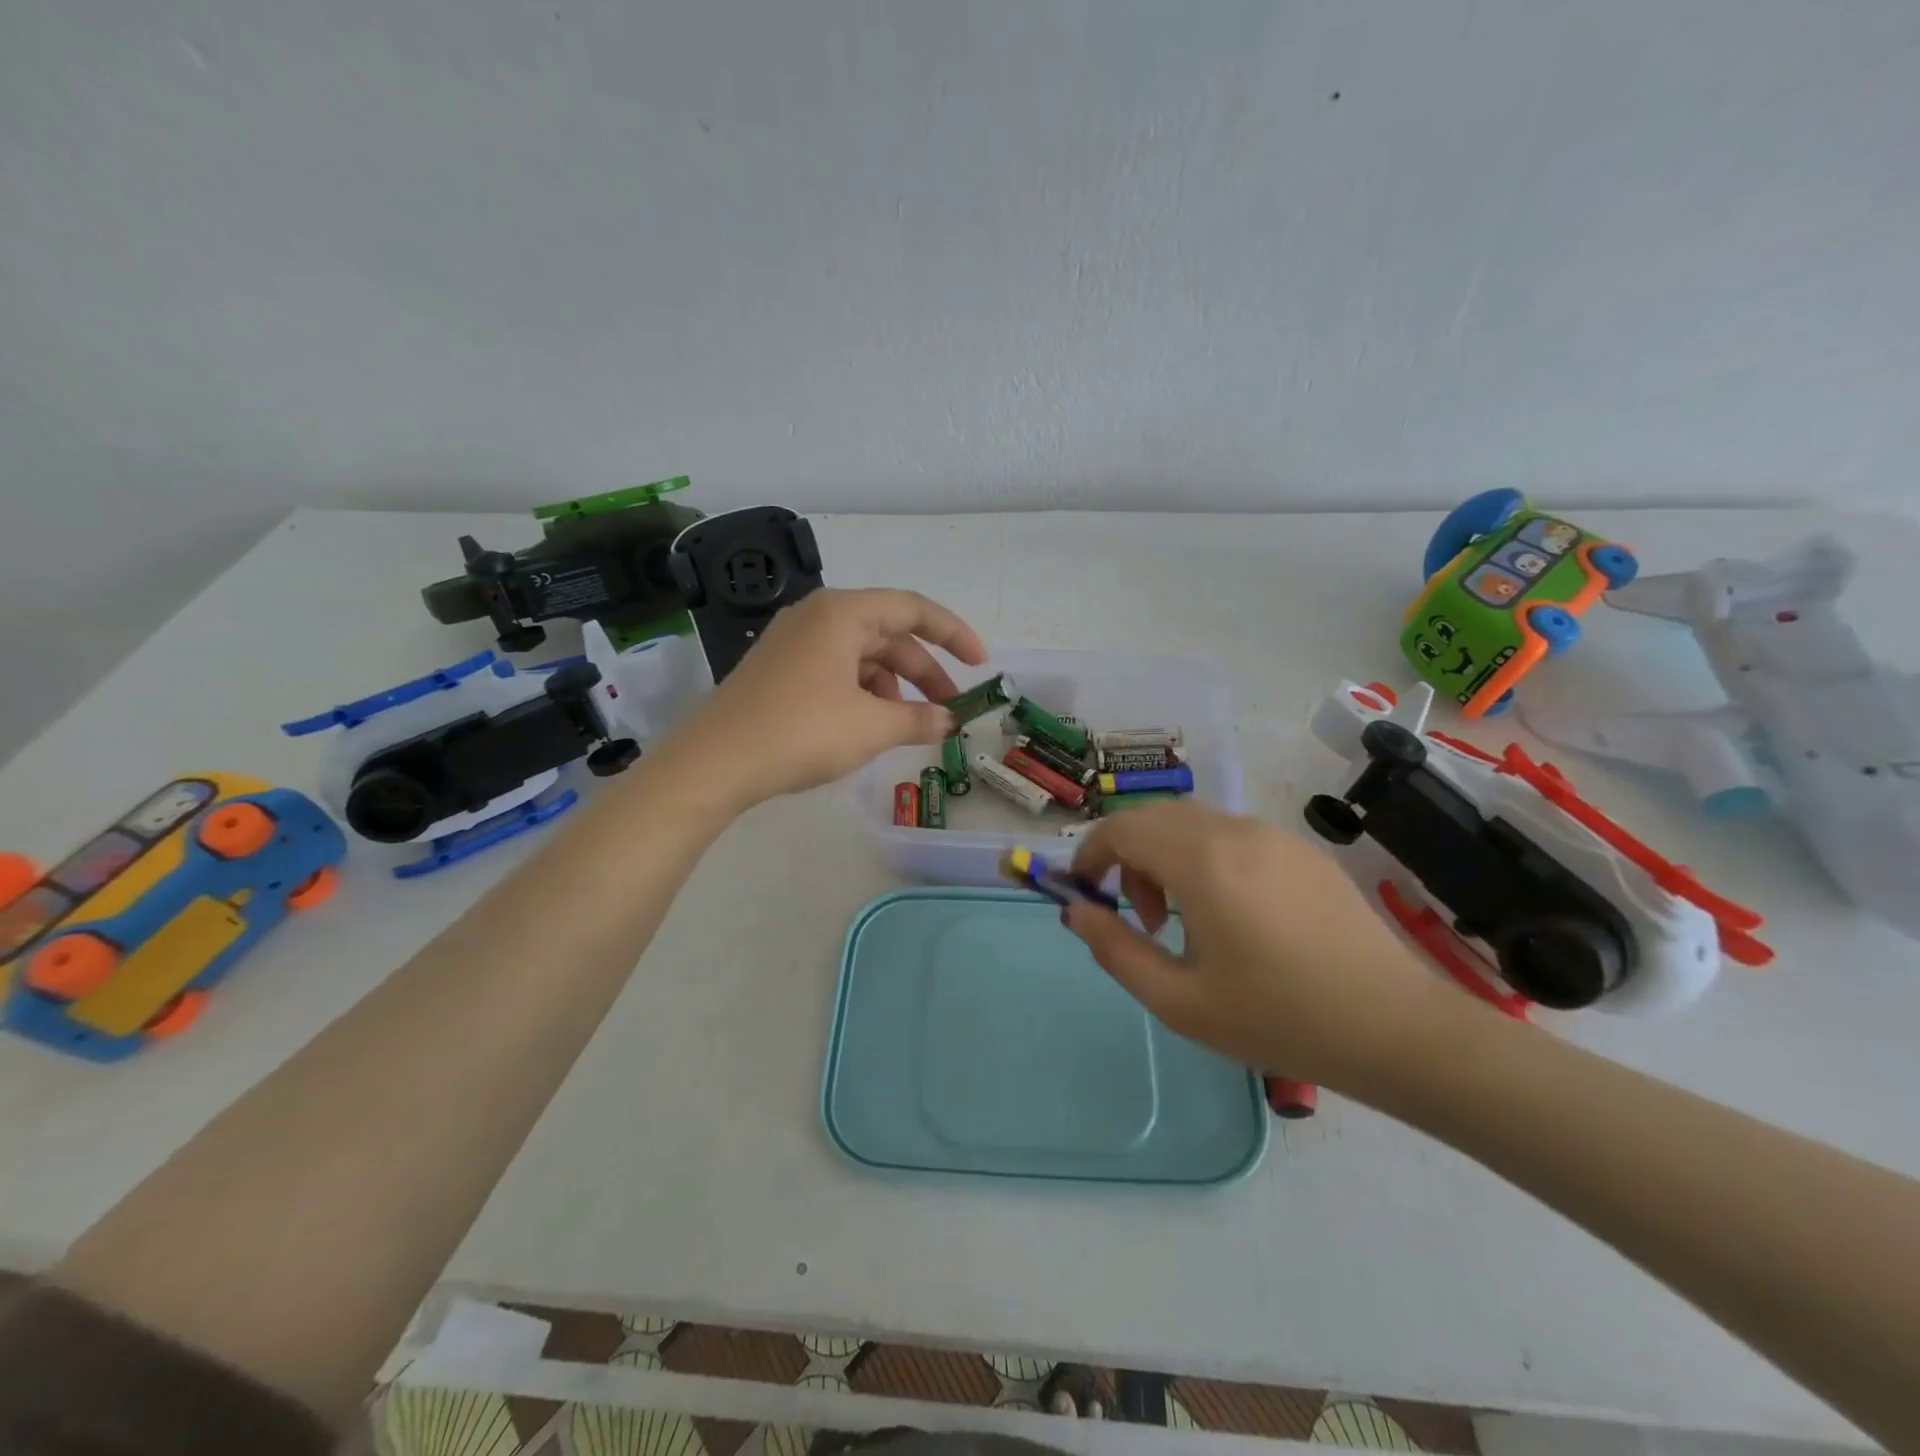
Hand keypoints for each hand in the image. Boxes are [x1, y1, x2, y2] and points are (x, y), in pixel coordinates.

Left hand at [672, 588, 987, 810]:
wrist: (715, 763)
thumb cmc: (802, 731)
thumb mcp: (871, 726)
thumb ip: (919, 719)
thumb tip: (948, 721)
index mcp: (842, 613)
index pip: (913, 609)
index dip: (953, 634)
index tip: (980, 664)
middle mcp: (817, 616)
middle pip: (887, 635)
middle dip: (923, 672)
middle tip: (949, 709)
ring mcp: (793, 643)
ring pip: (861, 656)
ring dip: (892, 687)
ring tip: (906, 726)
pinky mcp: (779, 670)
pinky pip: (835, 671)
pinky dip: (862, 694)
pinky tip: (868, 726)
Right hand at [1064, 801, 1454, 1089]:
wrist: (1396, 1029)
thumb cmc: (1278, 1019)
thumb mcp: (1179, 1001)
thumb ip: (1115, 949)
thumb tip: (1076, 911)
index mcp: (1202, 862)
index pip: (1121, 828)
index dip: (1090, 853)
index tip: (1083, 893)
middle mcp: (1235, 831)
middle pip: (1154, 818)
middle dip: (1128, 858)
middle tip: (1143, 920)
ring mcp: (1274, 835)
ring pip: (1193, 824)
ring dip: (1167, 858)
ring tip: (1185, 922)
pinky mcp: (1301, 850)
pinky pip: (1231, 835)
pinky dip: (1205, 858)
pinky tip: (1232, 915)